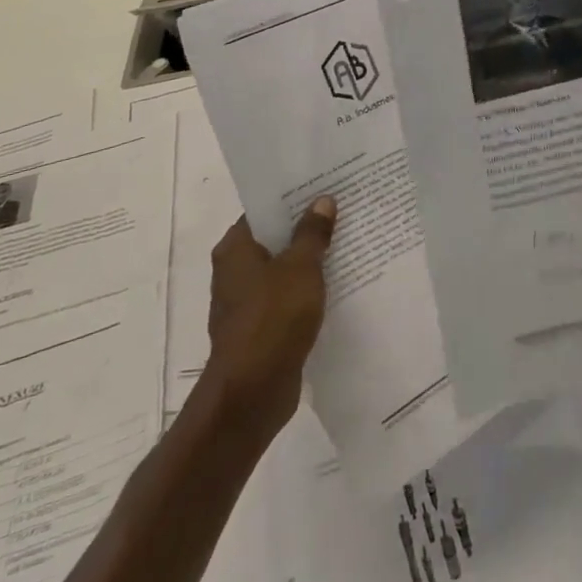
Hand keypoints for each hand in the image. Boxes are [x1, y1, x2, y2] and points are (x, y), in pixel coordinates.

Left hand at [200, 199, 337, 441]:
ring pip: (283, 271)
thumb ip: (313, 233)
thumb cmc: (272, 318)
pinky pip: (287, 300)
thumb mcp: (301, 268)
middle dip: (306, 229)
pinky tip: (337, 288)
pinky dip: (307, 293)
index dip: (293, 198)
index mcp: (235, 248)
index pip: (264, 211)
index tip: (324, 188)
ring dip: (309, 263)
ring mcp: (245, 303)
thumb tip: (322, 200)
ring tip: (347, 245)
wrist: (252, 393)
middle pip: (275, 239)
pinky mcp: (259, 330)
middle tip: (343, 212)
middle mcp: (234, 271)